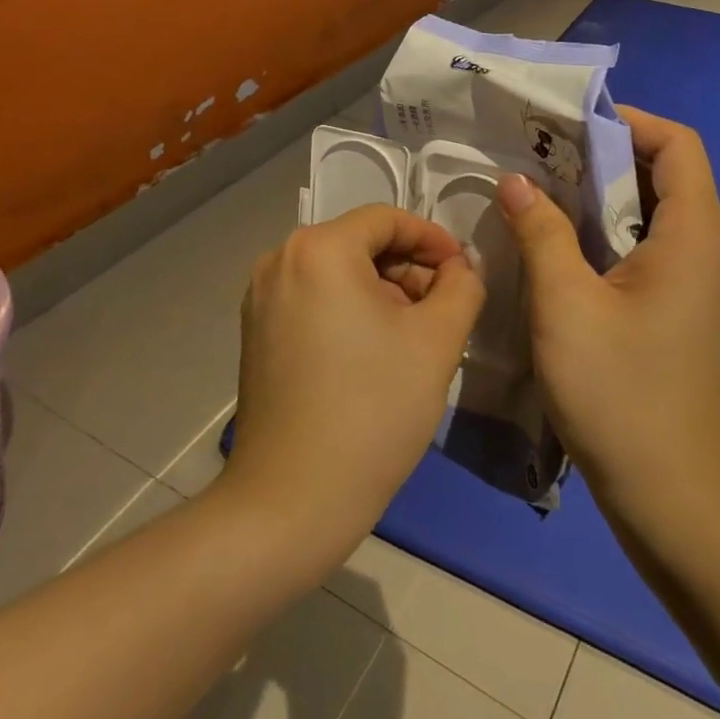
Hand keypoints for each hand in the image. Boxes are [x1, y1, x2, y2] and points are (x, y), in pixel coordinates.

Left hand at [222, 204, 485, 569]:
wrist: (292, 499)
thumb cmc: (372, 410)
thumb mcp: (437, 341)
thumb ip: (461, 287)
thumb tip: (459, 267)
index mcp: (318, 249)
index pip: (387, 219)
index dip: (433, 239)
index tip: (463, 273)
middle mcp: (279, 260)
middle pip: (360, 243)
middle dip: (408, 270)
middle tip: (443, 311)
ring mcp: (260, 297)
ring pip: (337, 272)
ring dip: (382, 292)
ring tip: (414, 337)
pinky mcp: (256, 331)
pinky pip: (314, 298)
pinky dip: (350, 310)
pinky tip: (374, 353)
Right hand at [495, 107, 719, 515]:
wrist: (669, 489)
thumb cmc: (618, 391)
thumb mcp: (566, 304)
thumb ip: (542, 232)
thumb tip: (517, 180)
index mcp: (694, 234)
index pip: (677, 143)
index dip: (626, 121)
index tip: (564, 124)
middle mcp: (706, 247)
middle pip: (665, 170)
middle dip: (603, 152)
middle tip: (539, 152)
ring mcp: (695, 279)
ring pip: (651, 208)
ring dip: (601, 191)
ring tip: (540, 187)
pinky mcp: (678, 305)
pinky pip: (646, 242)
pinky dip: (606, 227)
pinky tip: (559, 240)